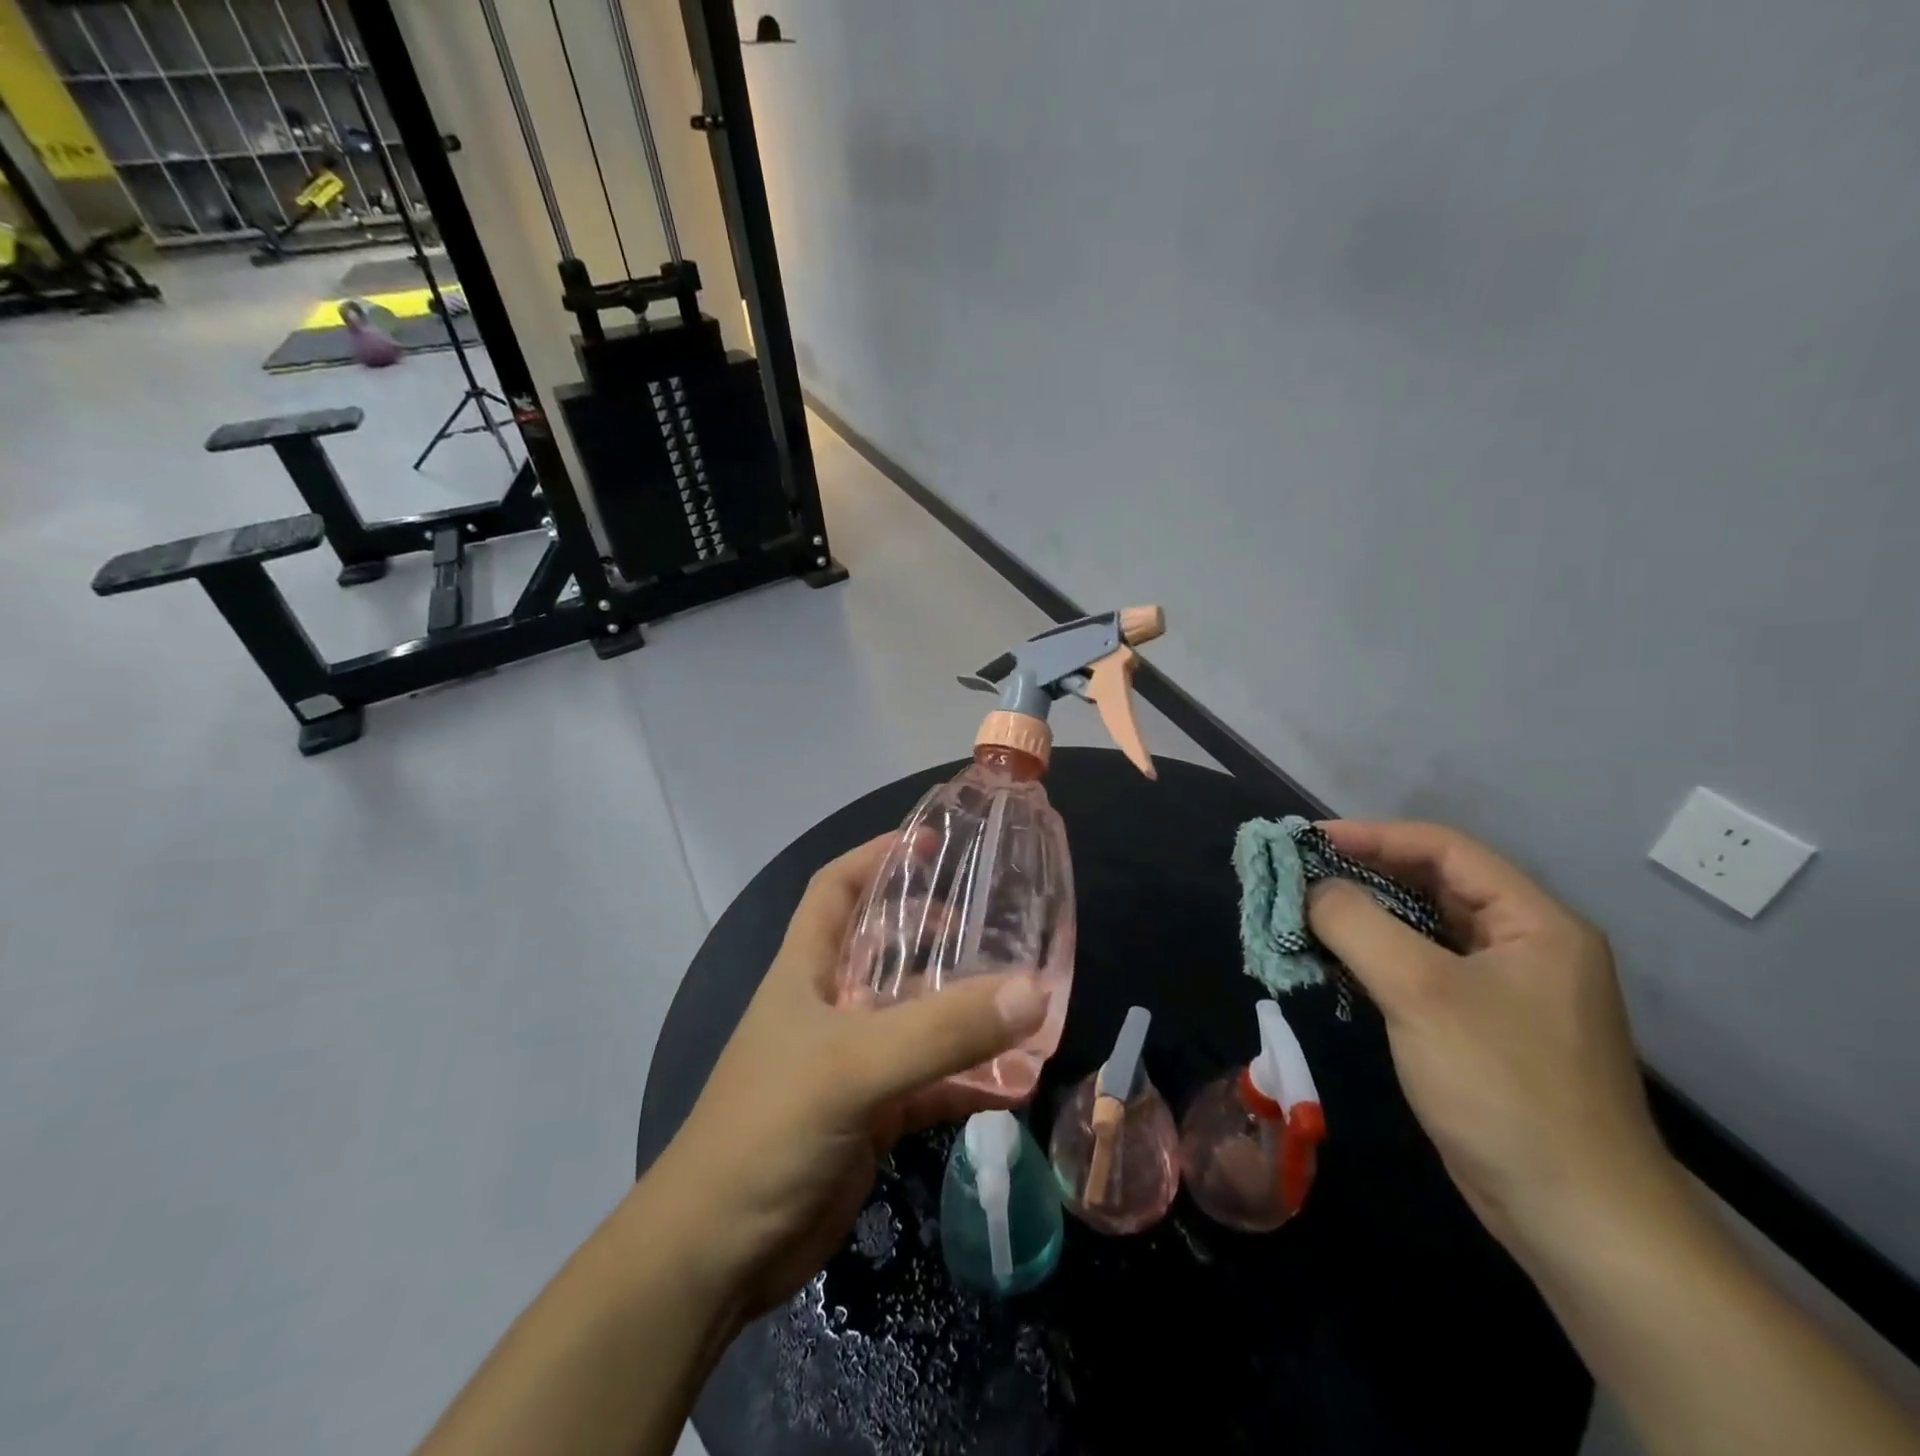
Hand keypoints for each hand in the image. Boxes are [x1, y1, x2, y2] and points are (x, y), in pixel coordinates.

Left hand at [649, 833, 1049, 1320]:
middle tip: (995, 923)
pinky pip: (930, 1082)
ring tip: (1023, 1000)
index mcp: (805, 971)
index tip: (931, 842)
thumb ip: (942, 1031)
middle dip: (935, 932)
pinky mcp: (869, 1114)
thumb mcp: (854, 1068)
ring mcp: (850, 1062)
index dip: (876, 856)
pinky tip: (1014, 1082)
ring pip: (916, 1018)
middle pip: (885, 948)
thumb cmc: (769, 1130)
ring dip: (963, 1012)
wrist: (717, 1255)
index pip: (836, 889)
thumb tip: (1032, 992)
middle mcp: (828, 1006)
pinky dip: (969, 1079)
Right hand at [1306, 820, 1679, 1261]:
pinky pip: (1421, 968)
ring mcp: (1505, 989)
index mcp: (1534, 921)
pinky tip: (1333, 961)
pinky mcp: (1482, 1027)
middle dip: (1362, 874)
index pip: (1444, 849)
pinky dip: (1374, 956)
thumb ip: (1356, 925)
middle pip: (1432, 884)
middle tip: (1297, 875)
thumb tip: (1309, 889)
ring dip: (1363, 916)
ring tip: (1304, 912)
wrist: (1577, 1219)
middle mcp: (1525, 944)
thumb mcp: (1421, 992)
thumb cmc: (1504, 1087)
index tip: (1307, 842)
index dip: (1372, 836)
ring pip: (1423, 928)